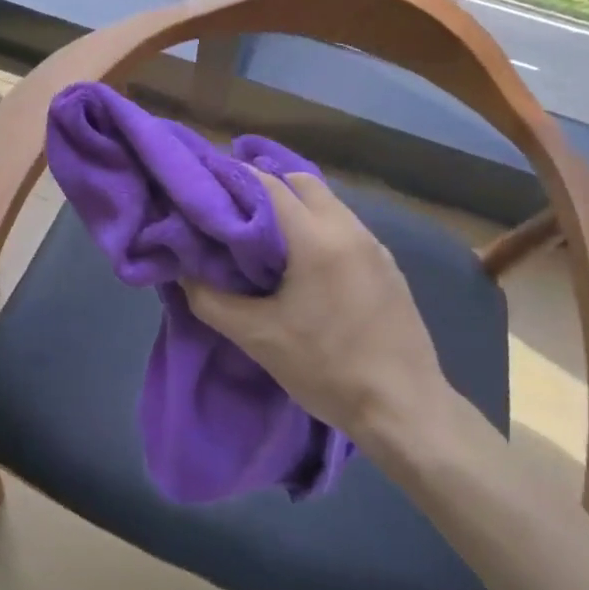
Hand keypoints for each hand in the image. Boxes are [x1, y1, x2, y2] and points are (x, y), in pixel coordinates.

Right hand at [182, 173, 468, 450]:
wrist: (405, 409)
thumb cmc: (327, 369)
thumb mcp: (258, 338)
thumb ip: (212, 300)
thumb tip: (184, 272)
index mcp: (316, 238)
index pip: (268, 185)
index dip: (234, 180)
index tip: (208, 188)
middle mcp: (348, 228)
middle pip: (301, 183)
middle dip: (266, 187)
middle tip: (235, 210)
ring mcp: (374, 244)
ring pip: (327, 202)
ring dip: (296, 207)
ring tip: (266, 235)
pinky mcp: (387, 264)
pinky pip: (345, 226)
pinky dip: (319, 227)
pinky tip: (305, 262)